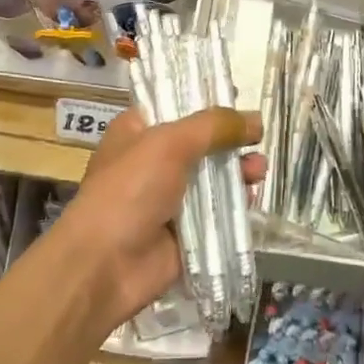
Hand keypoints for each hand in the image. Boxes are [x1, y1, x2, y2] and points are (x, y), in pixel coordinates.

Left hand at [53, 107, 262, 332]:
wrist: (104, 265)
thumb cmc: (129, 190)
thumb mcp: (169, 144)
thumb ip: (214, 127)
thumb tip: (256, 120)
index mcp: (138, 131)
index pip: (176, 105)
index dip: (207, 101)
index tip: (239, 98)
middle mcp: (153, 161)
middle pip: (202, 142)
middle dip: (231, 140)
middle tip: (258, 140)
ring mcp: (169, 198)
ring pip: (213, 178)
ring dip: (238, 172)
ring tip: (259, 171)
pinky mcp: (185, 231)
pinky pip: (217, 213)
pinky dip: (235, 205)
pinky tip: (252, 198)